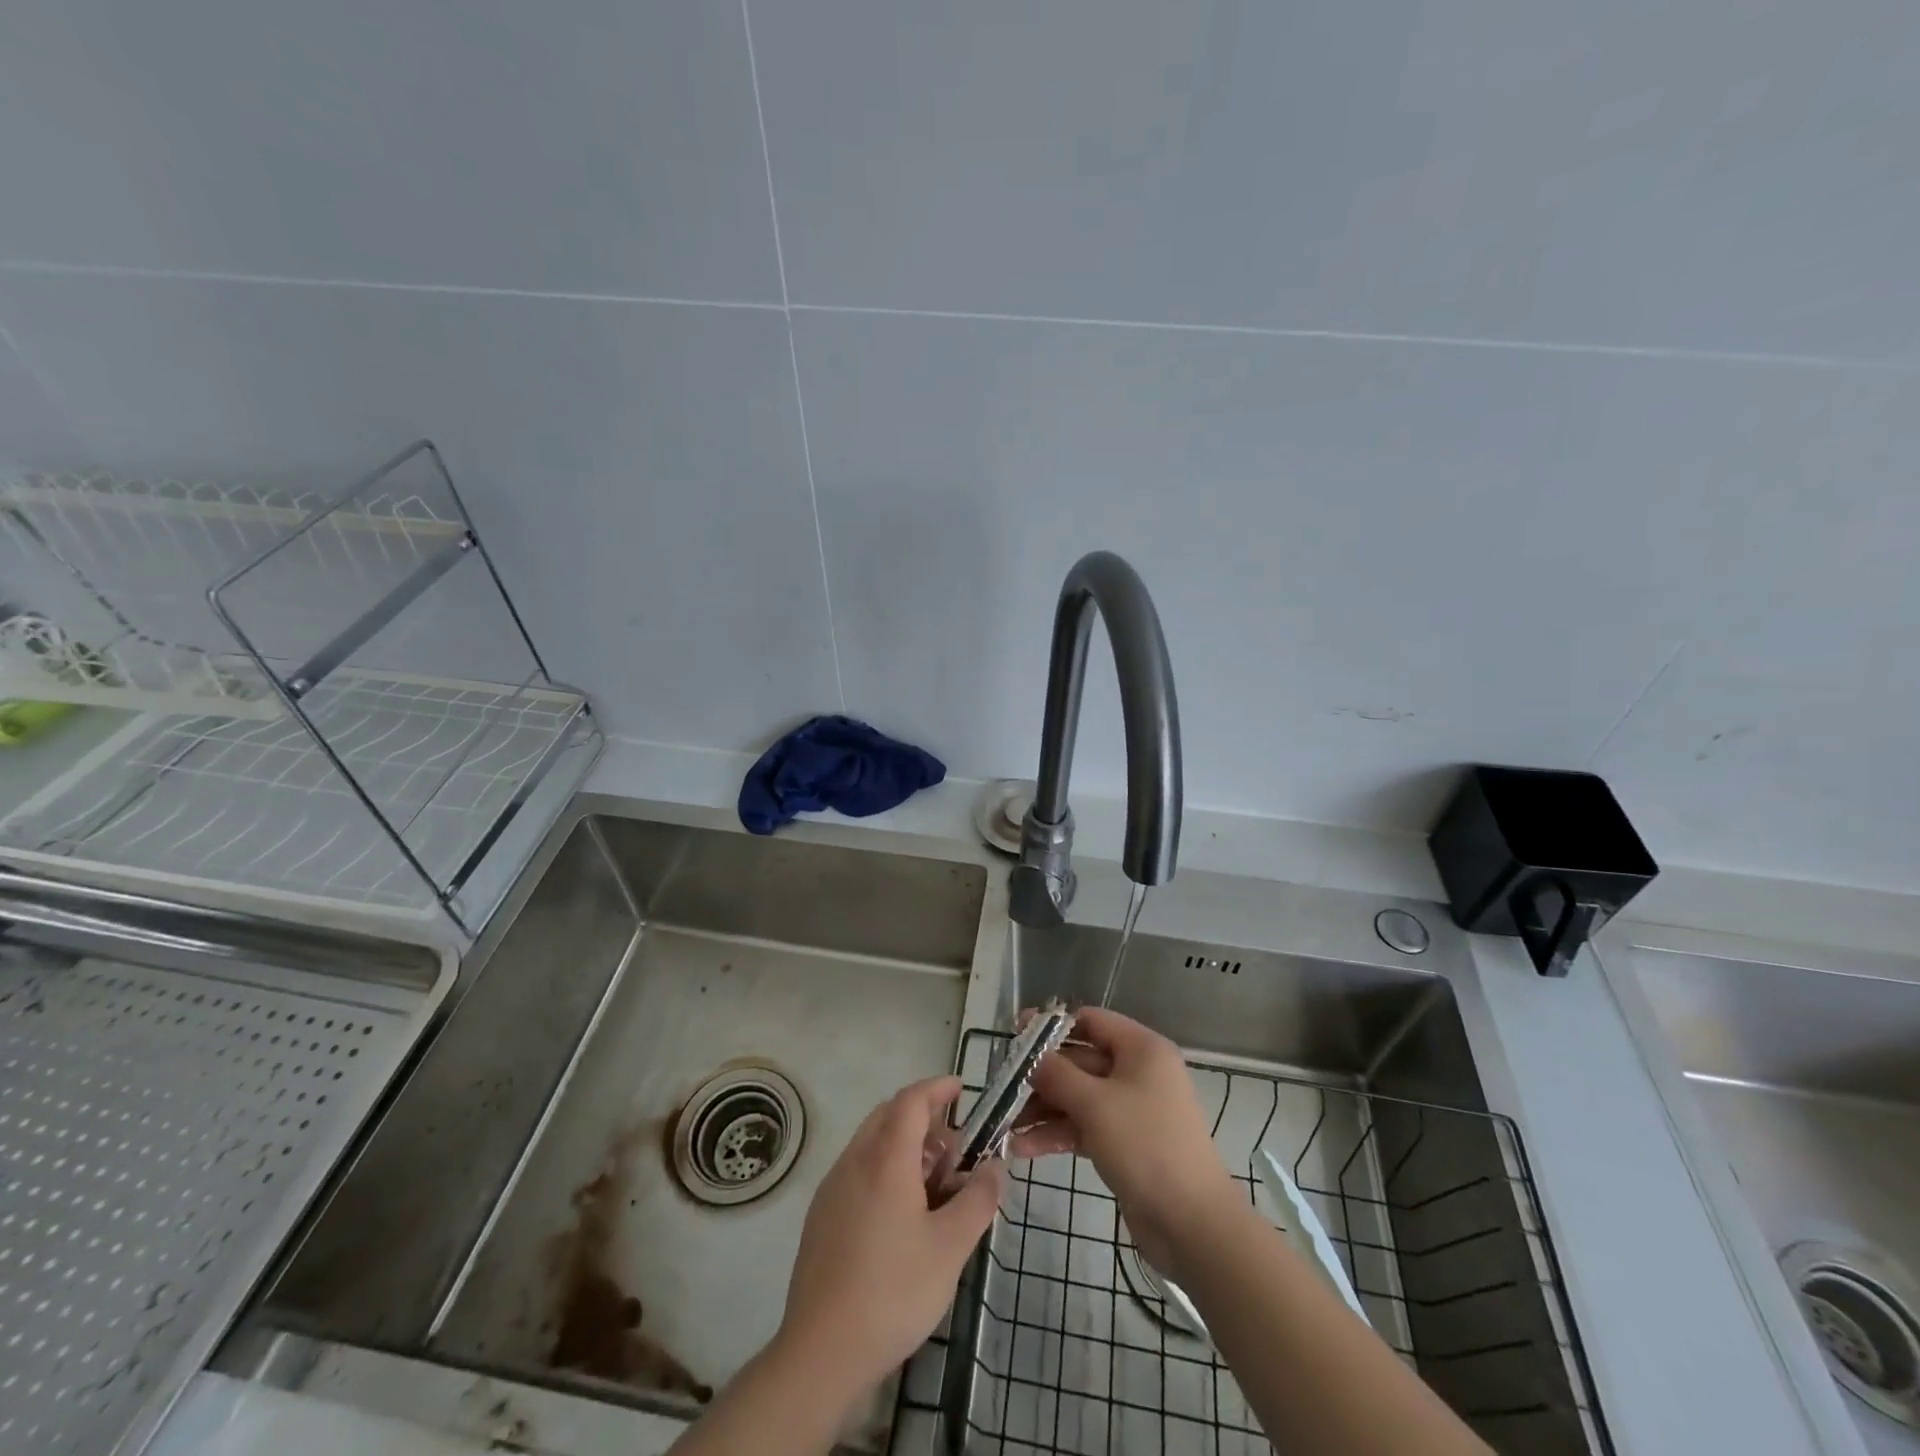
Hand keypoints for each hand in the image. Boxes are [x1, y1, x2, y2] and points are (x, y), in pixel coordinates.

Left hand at [776, 1076, 1005, 1400]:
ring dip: (904, 1144)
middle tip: (955, 1146)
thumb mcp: (950, 1248)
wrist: (821, 1352)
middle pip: (889, 1115)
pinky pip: (858, 1169)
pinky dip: (885, 1168)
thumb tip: (996, 1167)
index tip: (962, 1088)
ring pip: (872, 1142)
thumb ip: (978, 1200)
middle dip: (924, 1117)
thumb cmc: (893, 1292)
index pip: (911, 1100)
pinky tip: (902, 1212)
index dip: (937, 1088)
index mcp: (885, 1159)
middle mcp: (854, 1161)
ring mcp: (833, 1187)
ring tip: (934, 1182)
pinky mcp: (822, 1215)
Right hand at [1014, 1007, 1238, 1276]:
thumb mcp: (1095, 1104)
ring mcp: (1130, 1109)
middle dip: (1040, 1076)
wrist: (1193, 1225)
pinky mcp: (1124, 1143)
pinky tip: (1022, 1148)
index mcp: (1140, 1049)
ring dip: (1042, 1109)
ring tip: (1004, 1124)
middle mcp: (1137, 1072)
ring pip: (1077, 1097)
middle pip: (1079, 1061)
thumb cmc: (1146, 1146)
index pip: (1090, 1021)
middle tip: (1002, 1087)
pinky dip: (1056, 1133)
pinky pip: (1083, 1127)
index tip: (1015, 1037)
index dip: (1051, 1027)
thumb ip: (1056, 1074)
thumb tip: (1030, 1057)